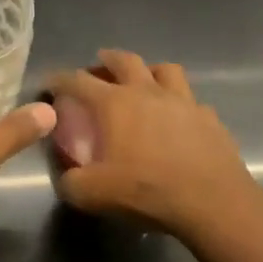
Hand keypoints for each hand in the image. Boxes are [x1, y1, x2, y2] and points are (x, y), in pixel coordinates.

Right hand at [48, 50, 262, 244]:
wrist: (212, 202)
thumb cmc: (147, 190)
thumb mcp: (93, 194)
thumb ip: (71, 182)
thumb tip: (66, 177)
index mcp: (114, 103)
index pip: (78, 80)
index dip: (60, 79)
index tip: (50, 82)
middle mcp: (148, 92)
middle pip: (125, 60)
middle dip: (107, 59)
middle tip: (98, 65)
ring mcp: (183, 101)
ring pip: (165, 70)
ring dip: (150, 71)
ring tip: (144, 81)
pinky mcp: (209, 118)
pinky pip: (192, 102)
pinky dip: (181, 105)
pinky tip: (179, 119)